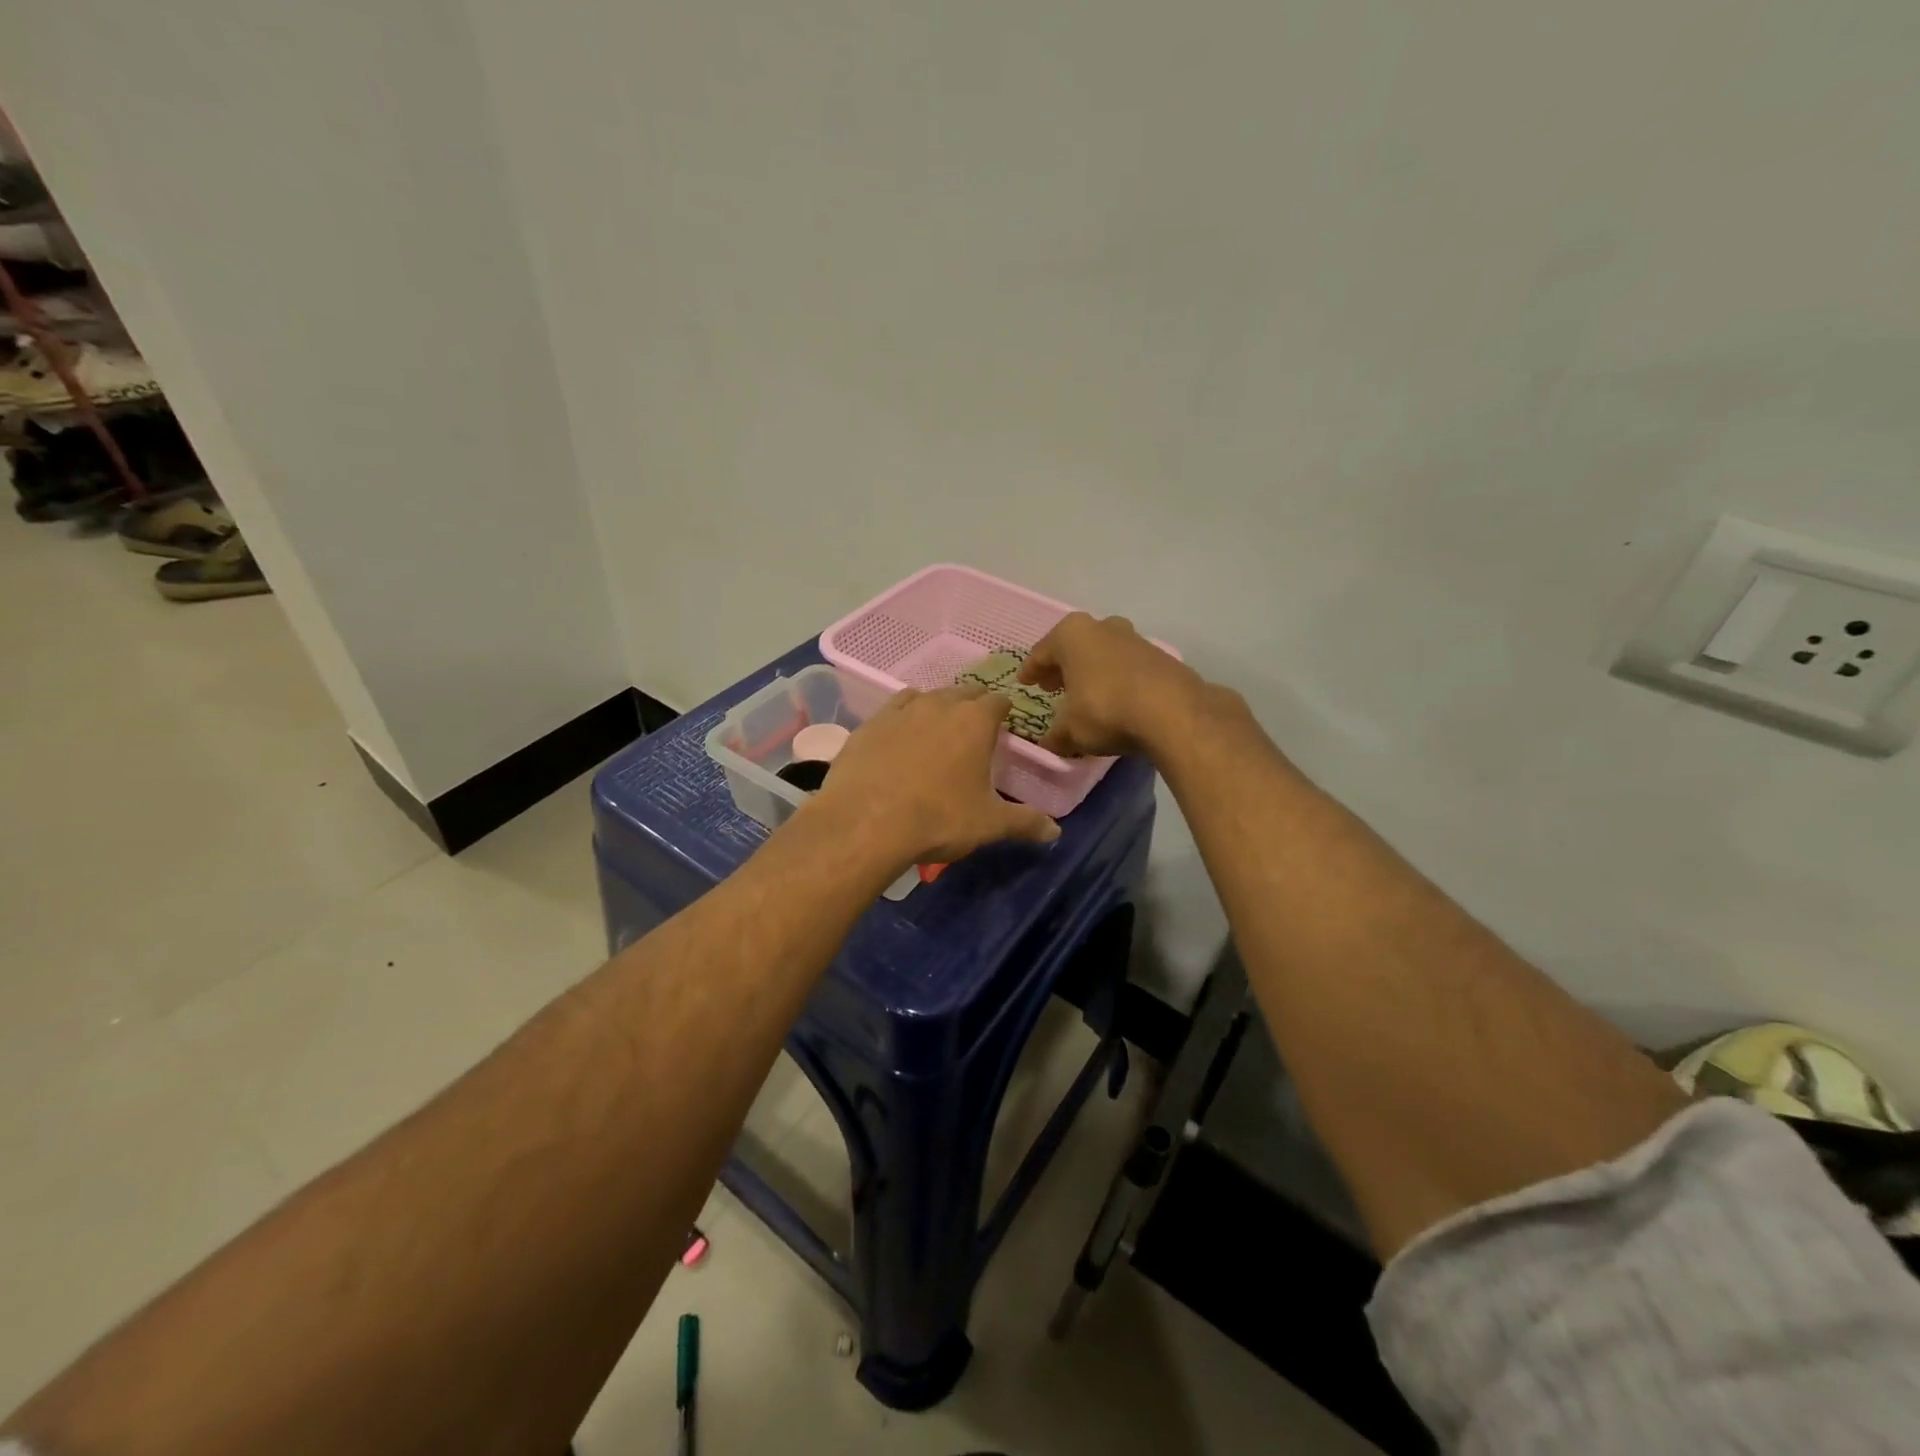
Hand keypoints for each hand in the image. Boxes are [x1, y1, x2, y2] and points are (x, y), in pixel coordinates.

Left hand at [808, 684, 1060, 868]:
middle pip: (963, 693)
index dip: (1004, 710)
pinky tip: (901, 734)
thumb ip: (1025, 822)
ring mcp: (901, 711)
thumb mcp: (989, 824)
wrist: (865, 823)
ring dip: (938, 707)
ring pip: (927, 696)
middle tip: (975, 728)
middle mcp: (939, 706)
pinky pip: (894, 708)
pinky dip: (904, 715)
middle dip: (973, 705)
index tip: (1004, 723)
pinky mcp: (870, 724)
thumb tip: (1055, 830)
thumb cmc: (938, 819)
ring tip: (939, 729)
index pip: (998, 701)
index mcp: (975, 722)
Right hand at [1019, 612, 1207, 758]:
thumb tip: (1051, 742)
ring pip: (1102, 654)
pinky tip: (1114, 701)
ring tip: (1084, 695)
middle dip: (1062, 667)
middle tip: (1051, 686)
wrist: (1172, 712)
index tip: (1025, 682)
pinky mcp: (1160, 657)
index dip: (1031, 670)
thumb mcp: (1070, 730)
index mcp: (1072, 634)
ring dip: (1091, 672)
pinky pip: (1126, 667)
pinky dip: (1116, 680)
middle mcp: (1102, 627)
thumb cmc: (1105, 710)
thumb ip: (1056, 734)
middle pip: (1074, 647)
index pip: (1041, 652)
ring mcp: (1134, 639)